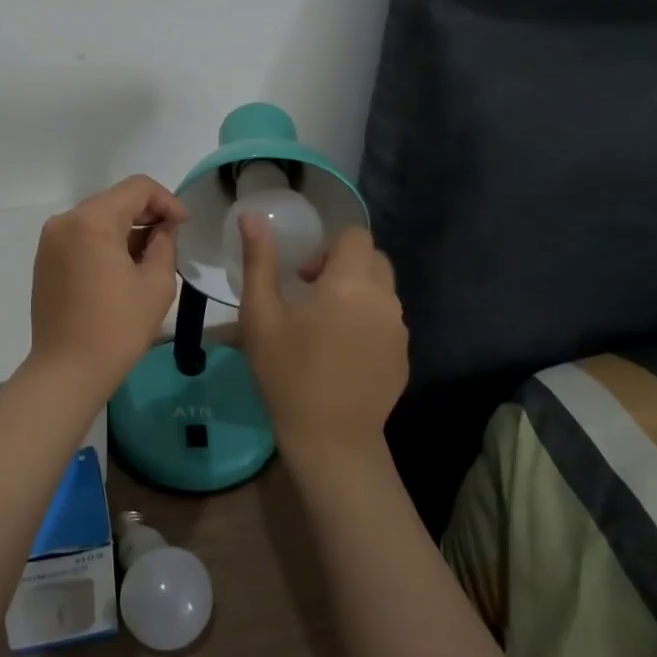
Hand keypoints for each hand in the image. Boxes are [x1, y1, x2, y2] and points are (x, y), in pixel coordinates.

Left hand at [26, 176, 187, 399]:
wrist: (67, 371)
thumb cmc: (117, 328)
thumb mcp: (156, 283)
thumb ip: (164, 244)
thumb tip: (162, 229)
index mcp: (92, 220)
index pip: (137, 188)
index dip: (167, 201)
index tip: (184, 226)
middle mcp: (65, 221)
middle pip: (114, 200)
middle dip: (146, 214)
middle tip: (170, 240)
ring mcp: (50, 241)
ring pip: (97, 218)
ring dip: (126, 229)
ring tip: (148, 258)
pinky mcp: (45, 260)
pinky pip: (81, 237)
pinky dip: (104, 243)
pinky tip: (122, 269)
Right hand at [238, 218, 408, 469]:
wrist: (330, 439)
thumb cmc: (288, 373)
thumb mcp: (261, 315)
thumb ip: (259, 261)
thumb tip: (252, 216)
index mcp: (350, 283)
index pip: (355, 236)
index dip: (329, 246)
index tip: (305, 276)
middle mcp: (384, 299)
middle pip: (373, 259)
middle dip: (345, 265)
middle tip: (313, 295)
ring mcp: (399, 329)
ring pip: (383, 291)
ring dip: (358, 293)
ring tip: (326, 326)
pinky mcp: (404, 356)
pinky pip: (388, 321)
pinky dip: (368, 322)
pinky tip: (343, 353)